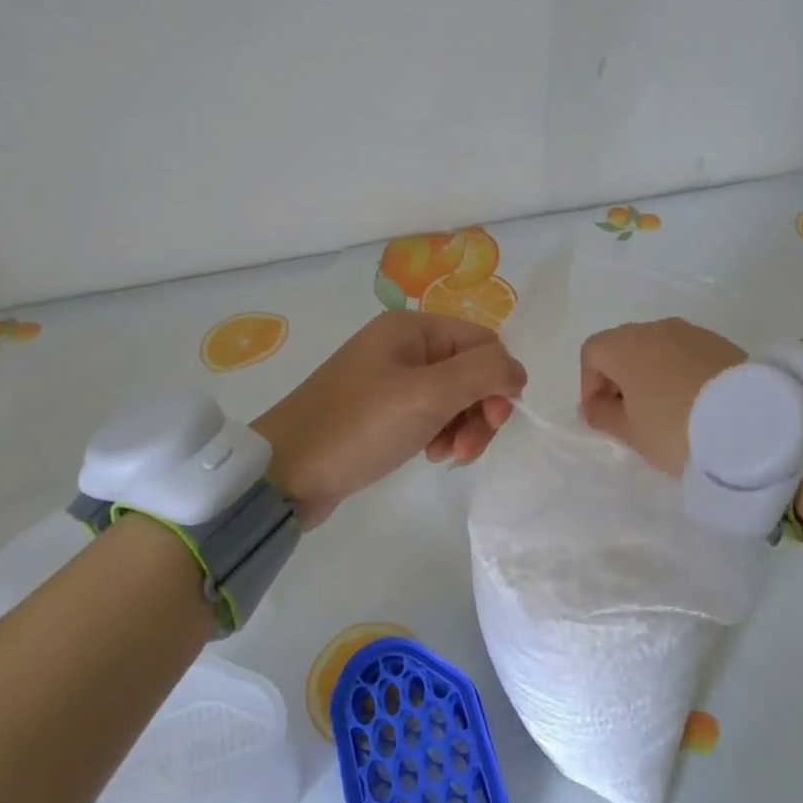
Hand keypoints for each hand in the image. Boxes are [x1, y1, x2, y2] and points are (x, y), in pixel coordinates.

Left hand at [251, 311, 526, 525]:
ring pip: (454, 396)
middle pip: (471, 371)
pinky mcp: (381, 409)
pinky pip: (430, 413)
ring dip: (462, 427)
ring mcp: (390, 378)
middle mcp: (403, 345)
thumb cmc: (358, 428)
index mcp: (412, 328)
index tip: (493, 423)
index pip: (484, 343)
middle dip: (480, 410)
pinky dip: (440, 434)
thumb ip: (484, 373)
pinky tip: (429, 455)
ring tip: (446, 456)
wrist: (284, 473)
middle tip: (468, 450)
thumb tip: (518, 371)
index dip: (498, 381)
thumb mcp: (427, 395)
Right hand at [578, 318, 745, 475]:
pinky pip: (686, 354)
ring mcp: (692, 332)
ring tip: (665, 411)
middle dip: (620, 378)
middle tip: (631, 415)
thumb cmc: (675, 428)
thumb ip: (603, 415)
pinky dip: (680, 373)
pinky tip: (693, 403)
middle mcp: (656, 328)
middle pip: (624, 347)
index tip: (603, 416)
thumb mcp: (630, 432)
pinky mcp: (722, 343)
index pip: (592, 353)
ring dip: (652, 375)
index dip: (589, 384)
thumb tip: (594, 405)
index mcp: (625, 345)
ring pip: (657, 349)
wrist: (752, 423)